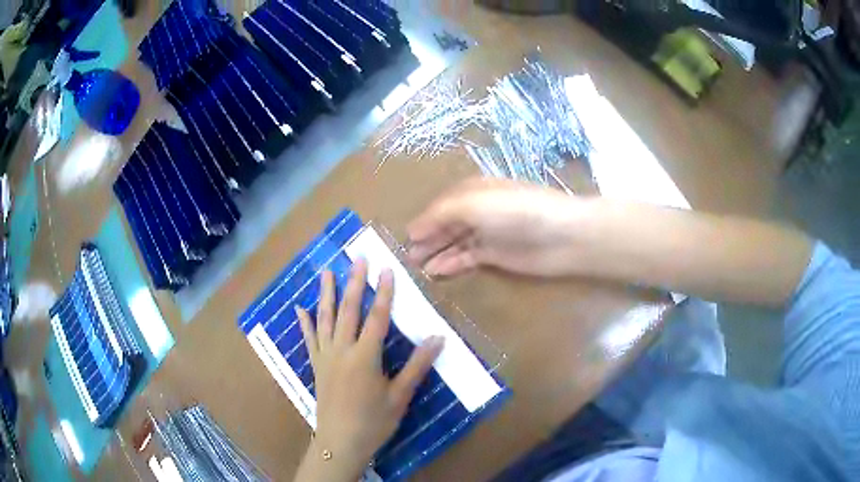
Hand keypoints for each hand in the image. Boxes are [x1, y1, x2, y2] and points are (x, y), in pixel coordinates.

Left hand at [293, 261, 443, 480]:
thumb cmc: (374, 421)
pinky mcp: (316, 366)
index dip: (384, 292)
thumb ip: (417, 366)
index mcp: (365, 356)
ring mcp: (325, 357)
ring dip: (326, 294)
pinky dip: (305, 323)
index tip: (387, 269)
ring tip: (326, 272)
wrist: (341, 442)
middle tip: (357, 259)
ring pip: (325, 319)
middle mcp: (342, 350)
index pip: (377, 317)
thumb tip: (438, 338)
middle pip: (349, 311)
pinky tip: (300, 308)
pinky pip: (309, 339)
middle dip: (355, 283)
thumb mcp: (400, 396)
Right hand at [408, 178, 580, 277]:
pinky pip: (467, 258)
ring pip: (455, 242)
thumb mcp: (473, 203)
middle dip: (427, 238)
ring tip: (417, 266)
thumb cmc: (516, 212)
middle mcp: (478, 210)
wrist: (562, 236)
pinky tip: (437, 272)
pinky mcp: (496, 255)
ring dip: (436, 252)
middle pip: (446, 224)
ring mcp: (488, 233)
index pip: (441, 204)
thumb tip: (413, 230)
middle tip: (408, 257)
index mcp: (473, 191)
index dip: (424, 220)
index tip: (406, 237)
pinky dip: (452, 264)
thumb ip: (440, 214)